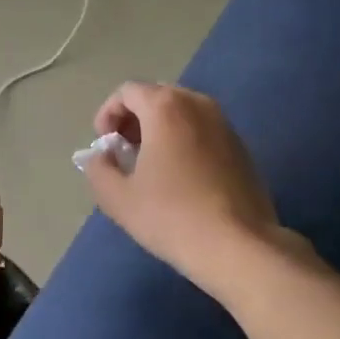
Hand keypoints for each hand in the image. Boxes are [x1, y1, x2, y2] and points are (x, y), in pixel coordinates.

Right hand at [81, 82, 289, 292]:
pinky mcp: (241, 147)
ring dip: (159, 130)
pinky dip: (184, 141)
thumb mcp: (117, 197)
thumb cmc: (170, 216)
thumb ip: (98, 168)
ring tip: (149, 166)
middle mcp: (198, 105)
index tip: (104, 145)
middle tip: (124, 152)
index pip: (127, 92)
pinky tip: (180, 178)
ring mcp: (225, 124)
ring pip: (182, 113)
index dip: (107, 114)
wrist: (237, 246)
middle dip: (134, 119)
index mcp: (165, 108)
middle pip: (156, 97)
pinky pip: (202, 131)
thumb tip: (101, 157)